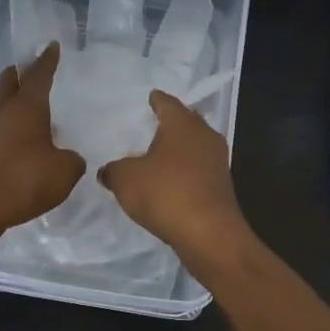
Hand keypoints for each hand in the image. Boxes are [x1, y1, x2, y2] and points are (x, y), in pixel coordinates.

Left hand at [0, 42, 85, 234]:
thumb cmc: (25, 180)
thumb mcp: (65, 171)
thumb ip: (73, 160)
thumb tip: (69, 157)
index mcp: (27, 107)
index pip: (39, 74)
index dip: (48, 60)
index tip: (52, 45)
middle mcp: (6, 113)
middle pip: (10, 81)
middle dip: (22, 72)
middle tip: (36, 68)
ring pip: (4, 105)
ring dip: (17, 101)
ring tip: (37, 106)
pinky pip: (2, 129)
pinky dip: (14, 126)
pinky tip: (28, 139)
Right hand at [98, 91, 250, 263]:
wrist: (209, 233)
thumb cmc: (165, 194)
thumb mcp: (126, 180)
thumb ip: (114, 170)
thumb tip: (107, 170)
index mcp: (182, 124)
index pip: (167, 104)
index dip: (157, 100)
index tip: (151, 96)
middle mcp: (204, 136)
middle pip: (187, 122)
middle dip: (172, 122)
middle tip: (155, 123)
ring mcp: (217, 162)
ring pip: (196, 145)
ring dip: (180, 148)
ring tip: (161, 153)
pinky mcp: (221, 186)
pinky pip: (200, 169)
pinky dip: (186, 170)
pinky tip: (173, 180)